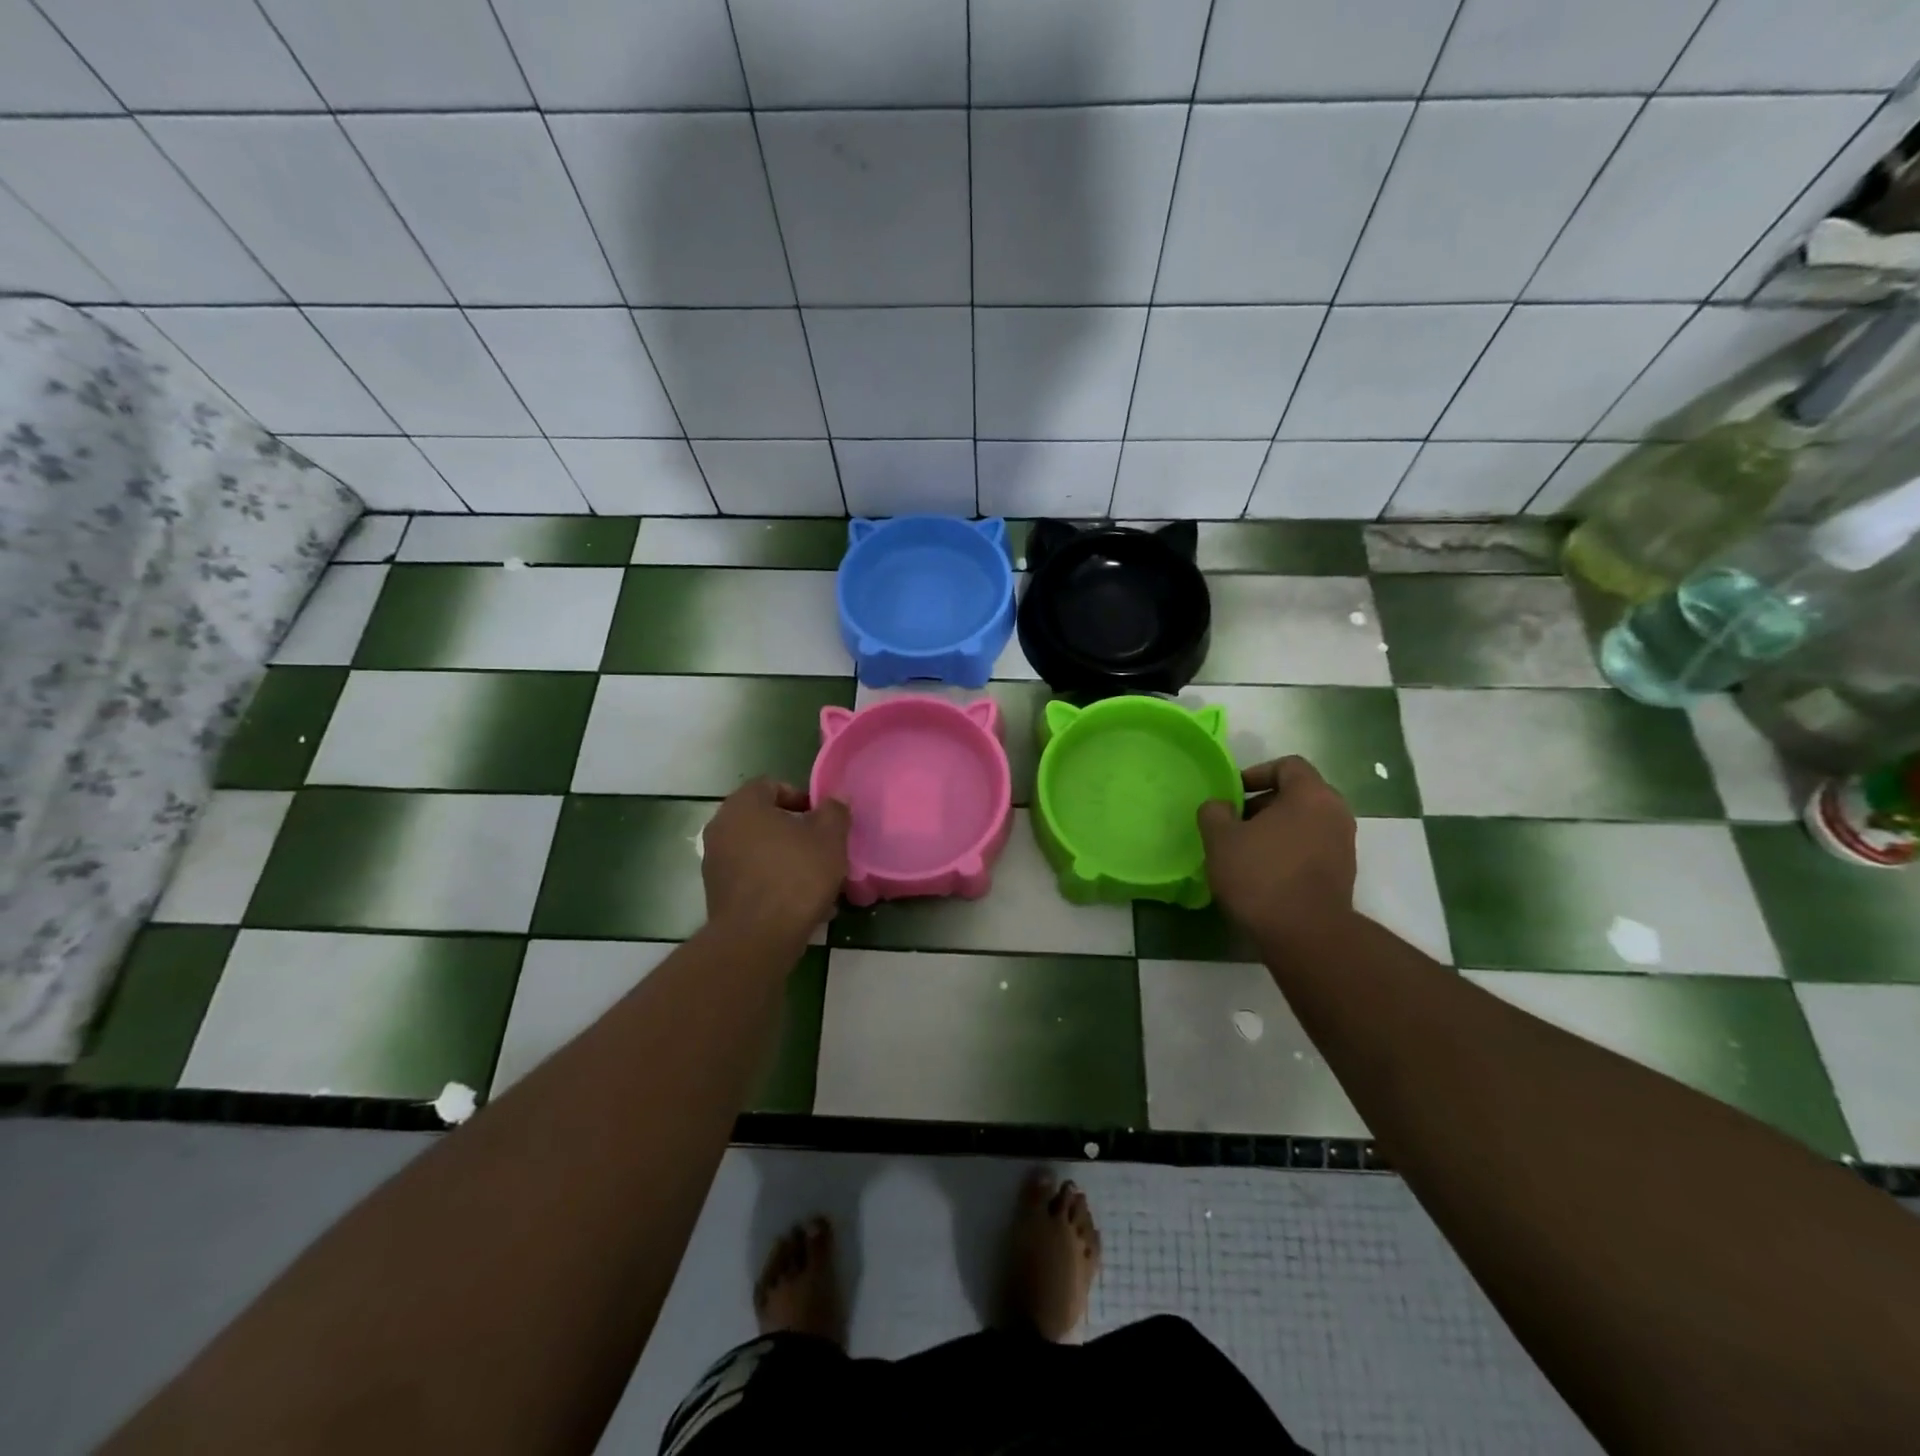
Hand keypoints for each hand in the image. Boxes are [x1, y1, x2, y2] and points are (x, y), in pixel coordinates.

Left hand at [701, 778, 849, 940]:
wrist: (756, 939)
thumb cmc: (795, 877)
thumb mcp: (829, 839)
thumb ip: (834, 812)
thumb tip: (836, 798)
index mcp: (743, 806)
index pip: (770, 785)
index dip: (800, 797)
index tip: (822, 819)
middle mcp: (721, 828)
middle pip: (764, 820)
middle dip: (795, 832)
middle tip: (822, 849)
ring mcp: (715, 863)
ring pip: (760, 852)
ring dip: (786, 860)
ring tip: (816, 881)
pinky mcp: (718, 894)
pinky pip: (752, 878)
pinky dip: (774, 883)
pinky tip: (800, 904)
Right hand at [1196, 756, 1356, 941]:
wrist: (1306, 935)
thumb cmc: (1261, 875)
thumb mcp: (1220, 839)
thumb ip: (1215, 812)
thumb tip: (1221, 807)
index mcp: (1311, 795)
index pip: (1287, 765)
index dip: (1256, 774)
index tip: (1233, 795)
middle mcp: (1336, 813)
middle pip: (1298, 794)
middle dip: (1264, 804)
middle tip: (1235, 823)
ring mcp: (1344, 845)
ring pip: (1305, 823)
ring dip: (1276, 830)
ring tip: (1246, 851)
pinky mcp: (1342, 874)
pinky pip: (1312, 848)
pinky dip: (1289, 852)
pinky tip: (1264, 874)